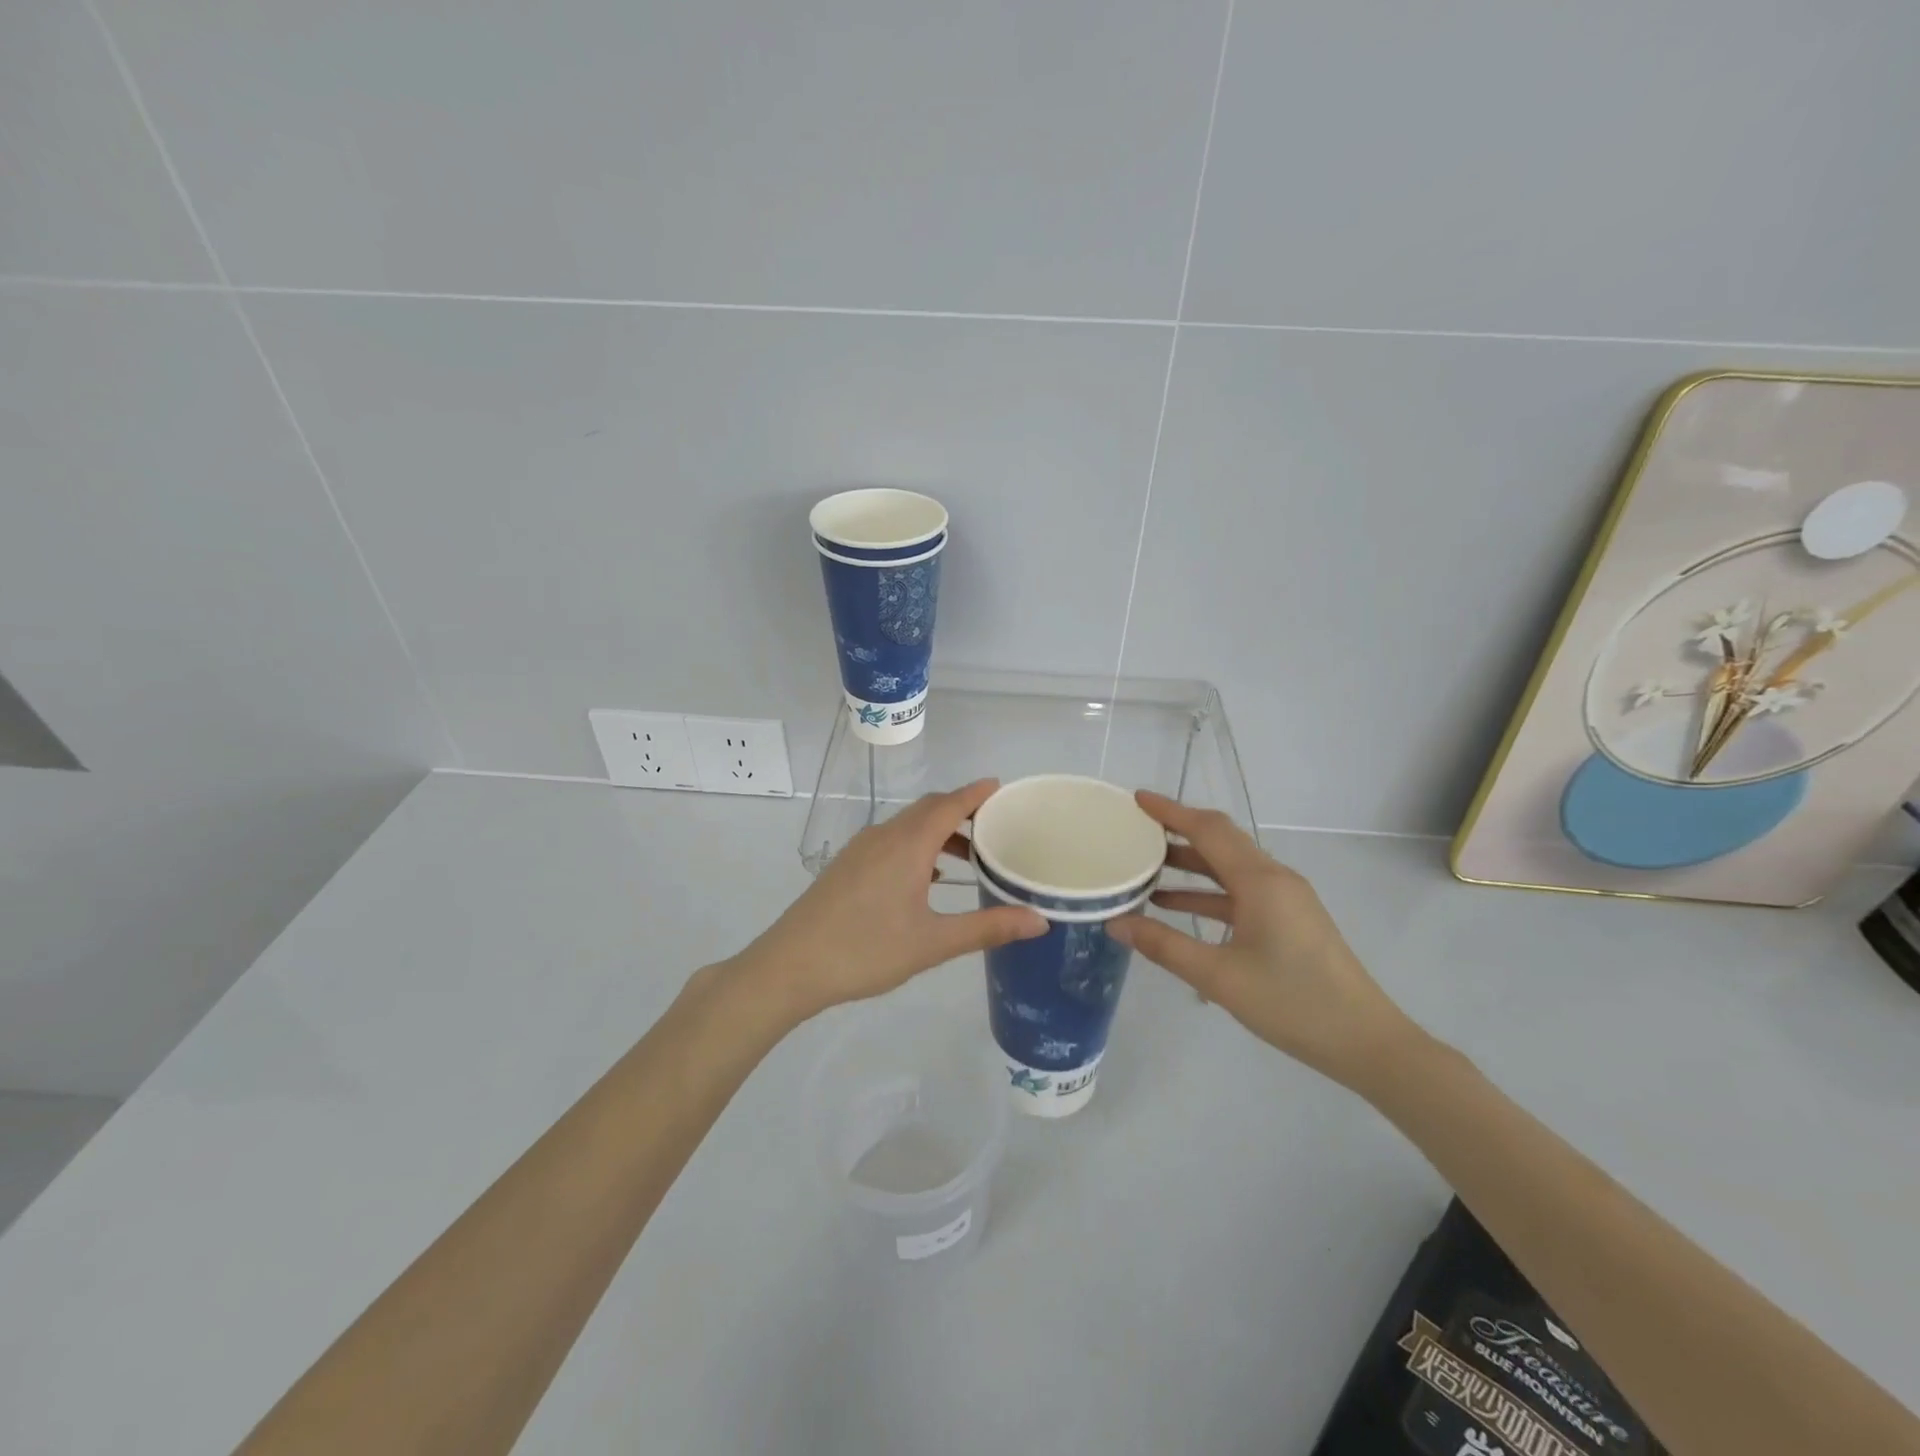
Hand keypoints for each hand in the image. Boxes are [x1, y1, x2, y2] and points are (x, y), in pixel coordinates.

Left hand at [733, 779, 1045, 1024]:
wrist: (790, 966)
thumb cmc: (866, 950)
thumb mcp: (933, 942)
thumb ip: (987, 928)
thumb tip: (1040, 920)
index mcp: (908, 844)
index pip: (950, 804)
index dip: (977, 793)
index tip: (1002, 788)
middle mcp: (884, 836)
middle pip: (929, 809)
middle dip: (962, 811)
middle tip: (994, 826)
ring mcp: (861, 849)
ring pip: (908, 826)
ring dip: (939, 832)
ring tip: (969, 858)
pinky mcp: (847, 866)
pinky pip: (891, 841)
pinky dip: (917, 847)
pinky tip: (927, 879)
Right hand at [1108, 792, 1416, 1088]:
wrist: (1365, 1042)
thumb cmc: (1292, 1003)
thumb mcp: (1219, 977)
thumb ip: (1164, 946)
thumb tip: (1115, 923)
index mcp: (1260, 881)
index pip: (1209, 830)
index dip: (1171, 811)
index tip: (1136, 799)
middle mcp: (1274, 879)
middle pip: (1220, 841)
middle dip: (1177, 831)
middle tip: (1135, 830)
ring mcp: (1285, 899)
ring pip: (1229, 867)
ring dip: (1190, 864)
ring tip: (1145, 866)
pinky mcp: (1288, 920)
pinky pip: (1239, 892)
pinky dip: (1207, 892)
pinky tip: (1175, 906)